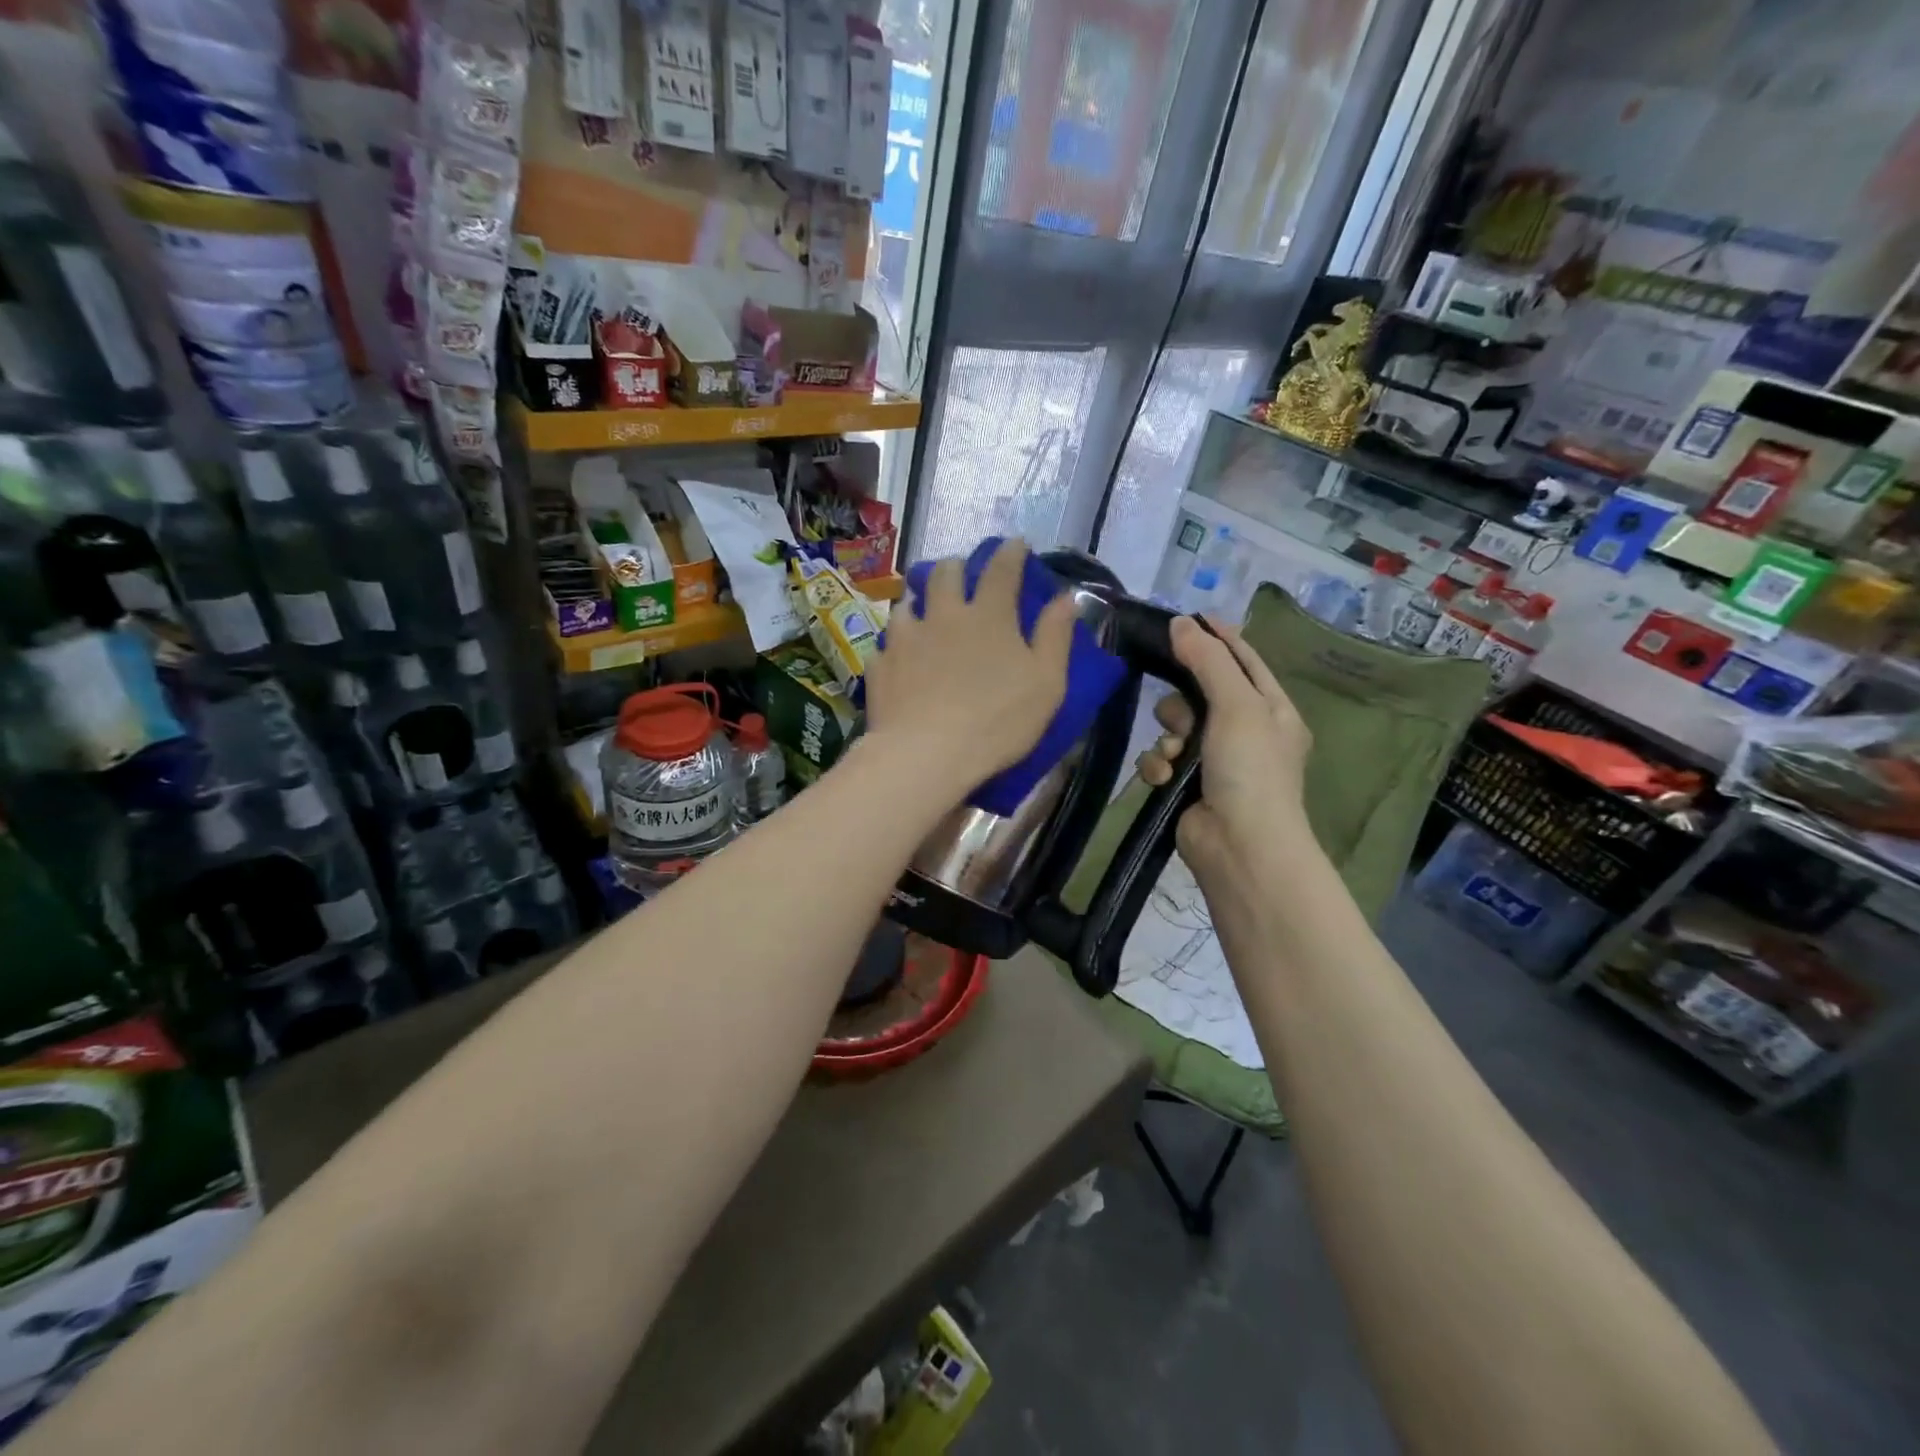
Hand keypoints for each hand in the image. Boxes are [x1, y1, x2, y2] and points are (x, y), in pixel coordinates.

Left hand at [864, 539, 1074, 796]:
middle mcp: (944, 615)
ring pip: (908, 603)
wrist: (926, 755)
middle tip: (963, 576)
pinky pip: (886, 643)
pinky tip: (900, 657)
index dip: (1010, 553)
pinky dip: (896, 644)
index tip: (1015, 544)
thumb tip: (1067, 597)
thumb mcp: (1046, 684)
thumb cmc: (997, 721)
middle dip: (957, 567)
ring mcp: (906, 638)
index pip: (1001, 569)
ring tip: (924, 613)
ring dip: (919, 602)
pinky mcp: (881, 664)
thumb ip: (1055, 637)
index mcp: (989, 616)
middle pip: (946, 573)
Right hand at [1137, 615, 1312, 875]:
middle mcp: (1245, 732)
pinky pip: (1161, 760)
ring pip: (1174, 728)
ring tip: (1174, 756)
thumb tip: (1181, 622)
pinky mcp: (1186, 786)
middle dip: (1182, 703)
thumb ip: (1208, 661)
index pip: (1244, 660)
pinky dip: (1159, 767)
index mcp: (1270, 710)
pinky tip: (1163, 779)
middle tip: (1179, 715)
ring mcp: (1214, 762)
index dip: (1219, 637)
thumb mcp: (1237, 705)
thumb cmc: (1250, 769)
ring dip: (1168, 739)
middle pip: (1199, 694)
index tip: (1187, 617)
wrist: (1239, 846)